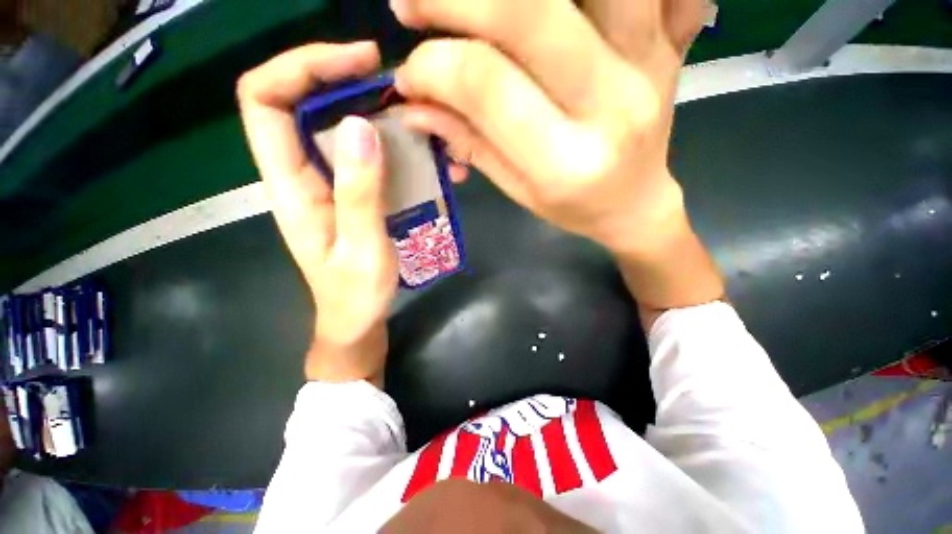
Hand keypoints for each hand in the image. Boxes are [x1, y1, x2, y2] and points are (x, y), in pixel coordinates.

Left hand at [237, 43, 396, 384]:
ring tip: (420, 121)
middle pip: (301, 103)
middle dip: (343, 79)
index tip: (356, 61)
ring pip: (340, 127)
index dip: (300, 66)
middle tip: (394, 84)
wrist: (356, 320)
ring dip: (377, 114)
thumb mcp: (362, 249)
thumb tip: (361, 127)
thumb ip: (359, 193)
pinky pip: (367, 156)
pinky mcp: (353, 194)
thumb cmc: (355, 295)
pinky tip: (425, 156)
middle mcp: (303, 175)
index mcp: (291, 186)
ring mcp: (330, 184)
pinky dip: (393, 146)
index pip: (265, 101)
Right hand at [391, 0, 704, 257]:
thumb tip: (412, 106)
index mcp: (567, 162)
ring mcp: (650, 61)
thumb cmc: (575, 208)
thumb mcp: (519, 191)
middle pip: (529, 12)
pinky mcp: (668, 39)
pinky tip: (547, 13)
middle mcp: (612, 104)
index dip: (434, 68)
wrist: (638, 202)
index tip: (408, 77)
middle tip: (410, 6)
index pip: (487, 85)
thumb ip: (470, 144)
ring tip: (476, 6)